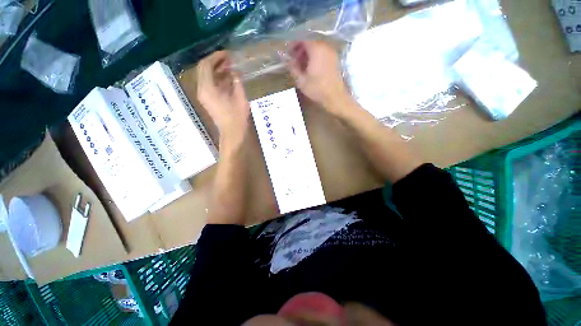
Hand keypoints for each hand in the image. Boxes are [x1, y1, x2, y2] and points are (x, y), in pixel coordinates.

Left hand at [197, 51, 249, 143]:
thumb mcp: (240, 98)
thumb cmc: (237, 117)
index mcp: (208, 88)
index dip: (216, 57)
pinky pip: (209, 84)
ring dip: (217, 70)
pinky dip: (217, 79)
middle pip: (204, 69)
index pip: (206, 65)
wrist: (232, 133)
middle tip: (229, 60)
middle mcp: (202, 90)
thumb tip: (234, 72)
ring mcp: (204, 95)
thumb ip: (237, 82)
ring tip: (230, 68)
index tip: (228, 54)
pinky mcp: (208, 100)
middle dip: (216, 62)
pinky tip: (228, 78)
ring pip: (206, 76)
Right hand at [288, 41, 349, 114]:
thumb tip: (288, 60)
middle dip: (300, 49)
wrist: (335, 97)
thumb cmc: (317, 89)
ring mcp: (331, 52)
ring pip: (316, 47)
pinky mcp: (334, 59)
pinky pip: (322, 53)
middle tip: (293, 60)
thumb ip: (293, 68)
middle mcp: (325, 46)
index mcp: (316, 49)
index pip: (302, 39)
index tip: (288, 53)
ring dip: (307, 54)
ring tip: (301, 65)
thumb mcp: (301, 80)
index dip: (293, 44)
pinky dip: (315, 57)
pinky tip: (310, 68)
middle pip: (310, 42)